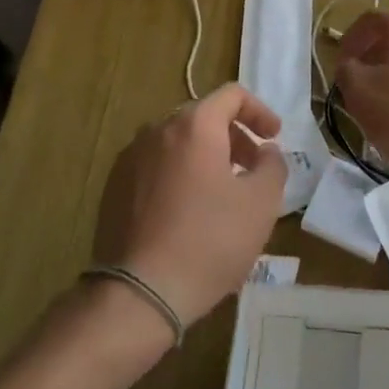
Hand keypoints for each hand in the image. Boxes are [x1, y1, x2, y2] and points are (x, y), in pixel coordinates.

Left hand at [90, 84, 287, 332]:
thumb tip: (266, 152)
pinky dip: (179, 175)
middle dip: (234, 138)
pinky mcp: (113, 189)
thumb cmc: (210, 240)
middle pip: (203, 118)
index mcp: (193, 126)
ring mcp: (129, 160)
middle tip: (253, 169)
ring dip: (206, 157)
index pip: (231, 95)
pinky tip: (189, 212)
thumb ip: (273, 165)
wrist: (140, 292)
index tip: (274, 138)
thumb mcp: (262, 202)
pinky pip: (155, 168)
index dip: (259, 112)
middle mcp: (156, 131)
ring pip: (177, 144)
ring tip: (223, 193)